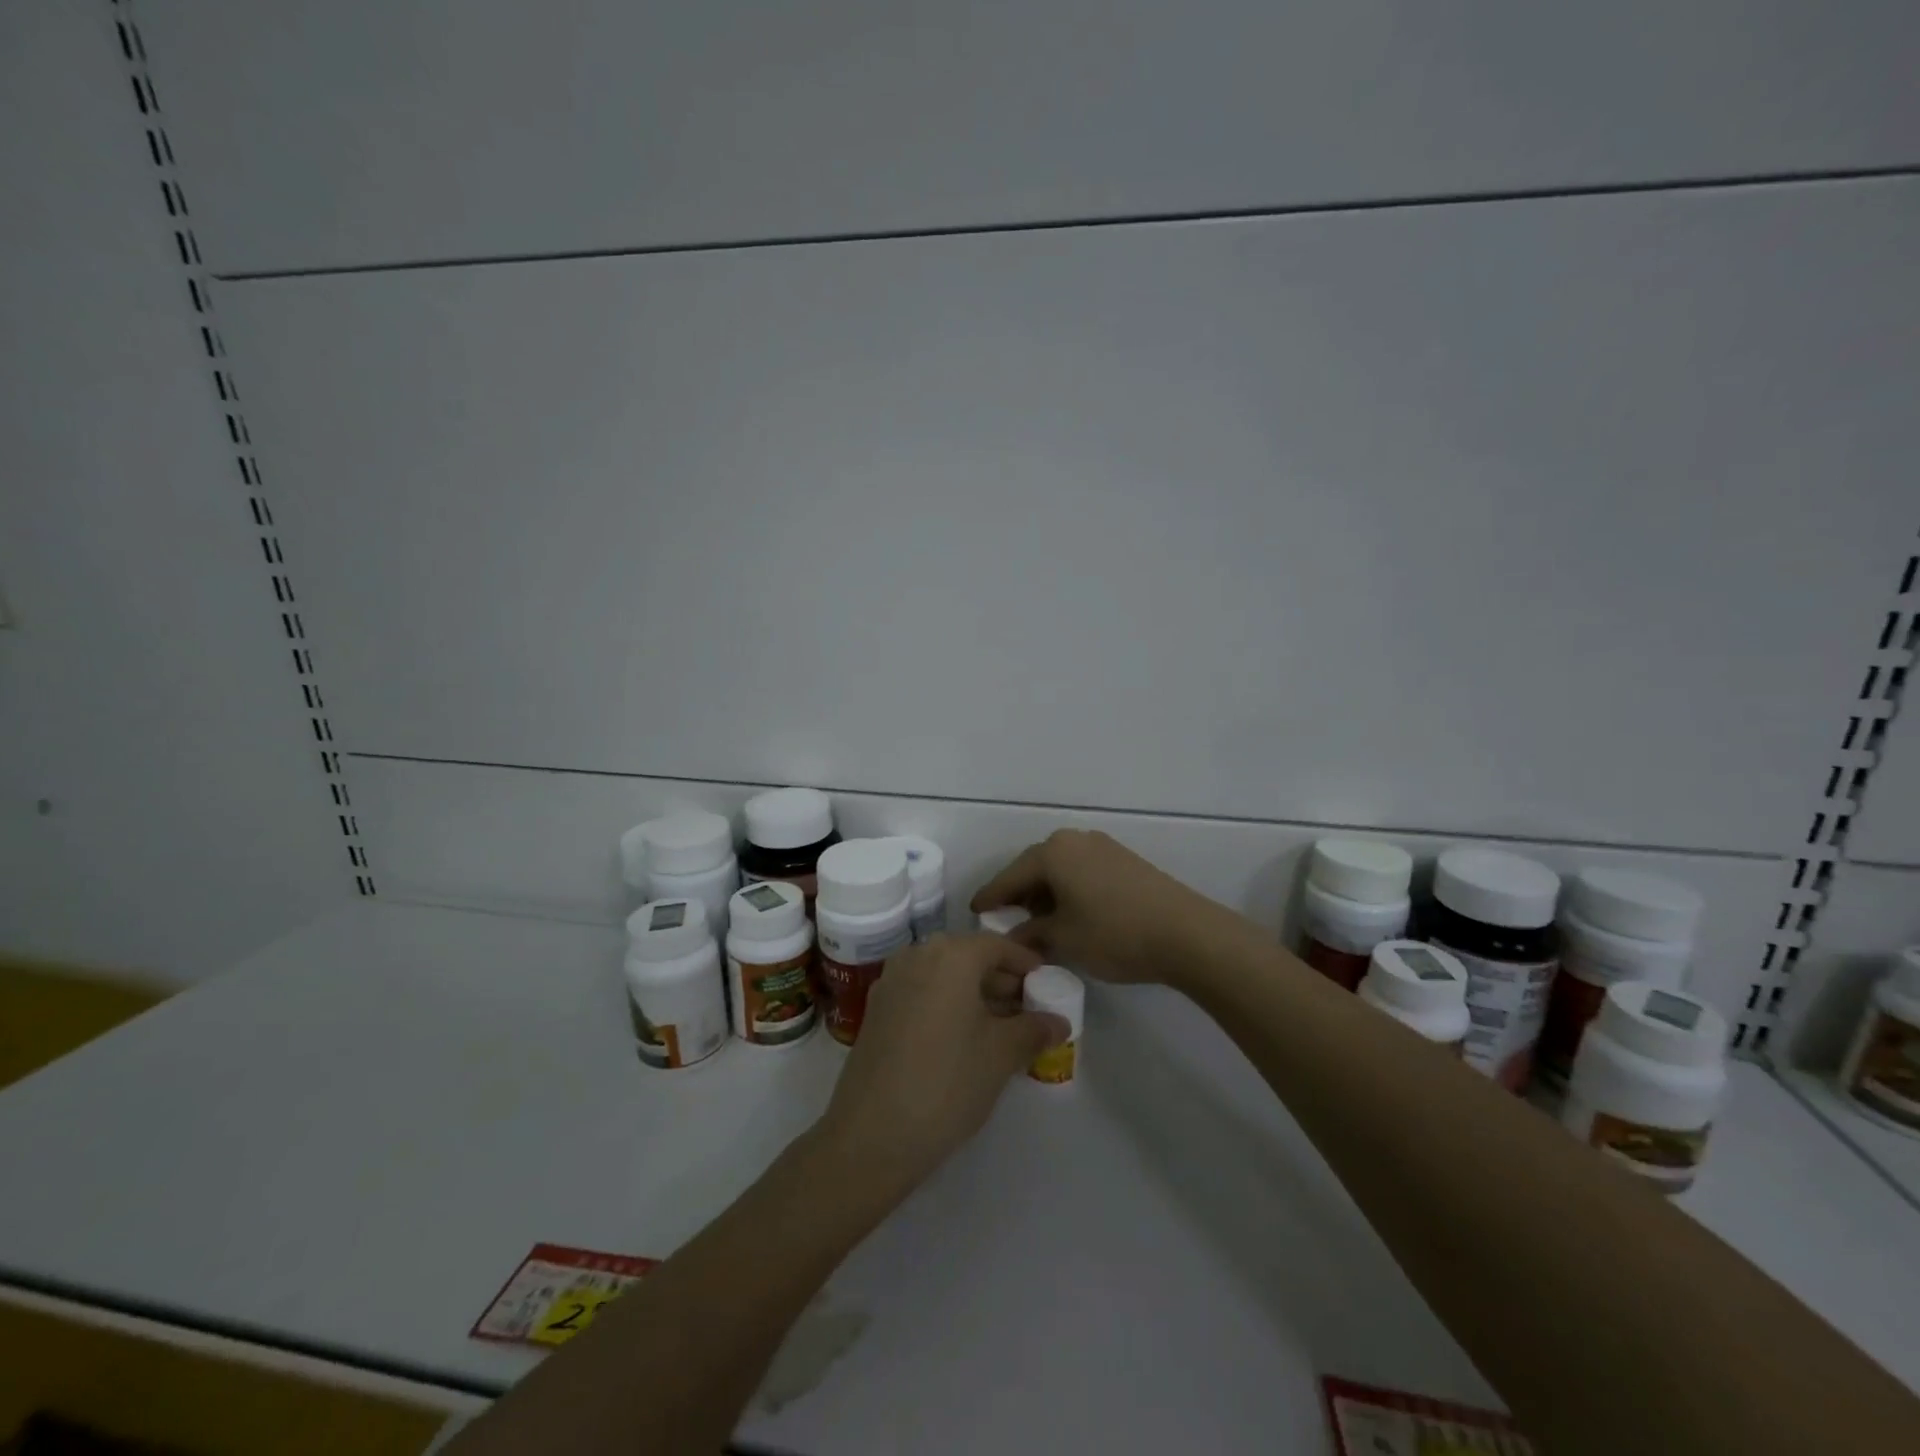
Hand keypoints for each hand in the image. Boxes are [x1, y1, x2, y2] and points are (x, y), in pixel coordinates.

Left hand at [815, 934, 1068, 1191]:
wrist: (872, 1133)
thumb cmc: (948, 1082)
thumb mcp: (1002, 1055)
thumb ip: (1034, 1029)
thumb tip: (1059, 1021)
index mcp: (951, 955)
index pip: (997, 946)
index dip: (1025, 963)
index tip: (1046, 982)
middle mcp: (917, 955)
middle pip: (968, 957)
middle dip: (1000, 980)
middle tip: (1028, 1008)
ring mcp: (891, 981)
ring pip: (943, 976)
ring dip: (973, 994)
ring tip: (1001, 1027)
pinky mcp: (876, 1009)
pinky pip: (922, 992)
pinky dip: (946, 1004)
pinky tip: (963, 1038)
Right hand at [971, 829, 1230, 985]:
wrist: (1185, 933)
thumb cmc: (1114, 933)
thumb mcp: (1064, 939)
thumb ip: (1032, 934)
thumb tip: (1016, 936)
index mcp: (1052, 852)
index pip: (1010, 876)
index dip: (991, 896)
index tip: (974, 909)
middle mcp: (1074, 839)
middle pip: (1035, 867)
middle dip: (1019, 893)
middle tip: (1004, 917)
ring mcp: (1102, 846)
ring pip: (1061, 868)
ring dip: (1046, 892)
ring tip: (1038, 920)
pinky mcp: (1124, 860)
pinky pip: (1082, 871)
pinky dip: (1069, 890)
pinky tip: (1071, 913)